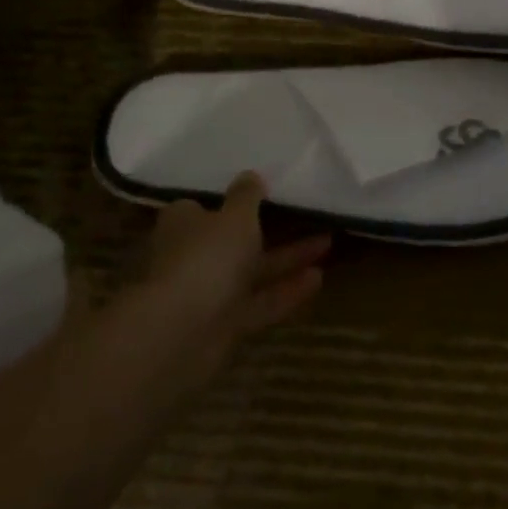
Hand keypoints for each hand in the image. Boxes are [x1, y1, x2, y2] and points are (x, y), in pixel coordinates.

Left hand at [139, 174, 329, 390]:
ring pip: (252, 271)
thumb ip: (247, 195)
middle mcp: (193, 256)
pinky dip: (286, 291)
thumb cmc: (206, 256)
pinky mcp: (224, 325)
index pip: (205, 207)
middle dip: (270, 230)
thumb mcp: (235, 214)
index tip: (263, 193)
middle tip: (306, 215)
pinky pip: (260, 302)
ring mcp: (208, 293)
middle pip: (234, 240)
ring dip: (287, 259)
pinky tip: (318, 278)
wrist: (180, 333)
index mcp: (184, 223)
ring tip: (327, 243)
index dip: (232, 201)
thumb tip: (251, 176)